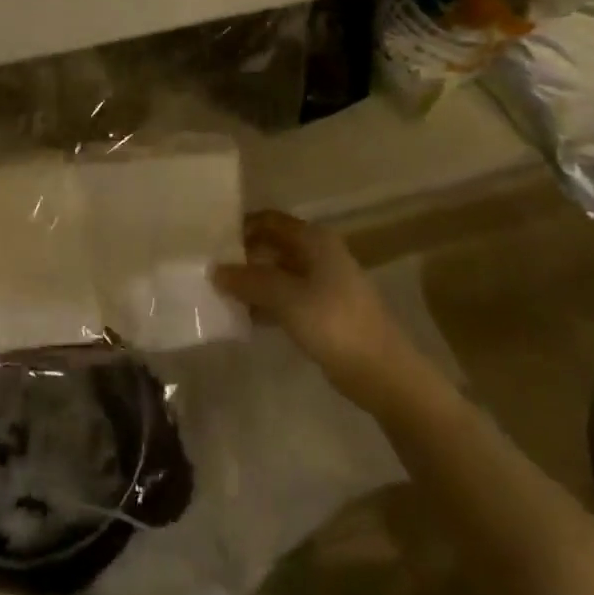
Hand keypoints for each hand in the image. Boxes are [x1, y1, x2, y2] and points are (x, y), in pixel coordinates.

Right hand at [212, 210, 427, 409]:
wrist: (384, 373)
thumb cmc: (335, 324)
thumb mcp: (287, 298)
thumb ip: (250, 280)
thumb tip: (215, 269)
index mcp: (313, 239)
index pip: (269, 220)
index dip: (241, 226)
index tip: (210, 240)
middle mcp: (318, 253)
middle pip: (272, 245)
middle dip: (243, 256)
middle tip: (209, 268)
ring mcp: (322, 283)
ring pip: (278, 273)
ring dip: (252, 282)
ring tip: (218, 293)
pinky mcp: (322, 311)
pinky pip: (286, 298)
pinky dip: (266, 303)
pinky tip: (244, 317)